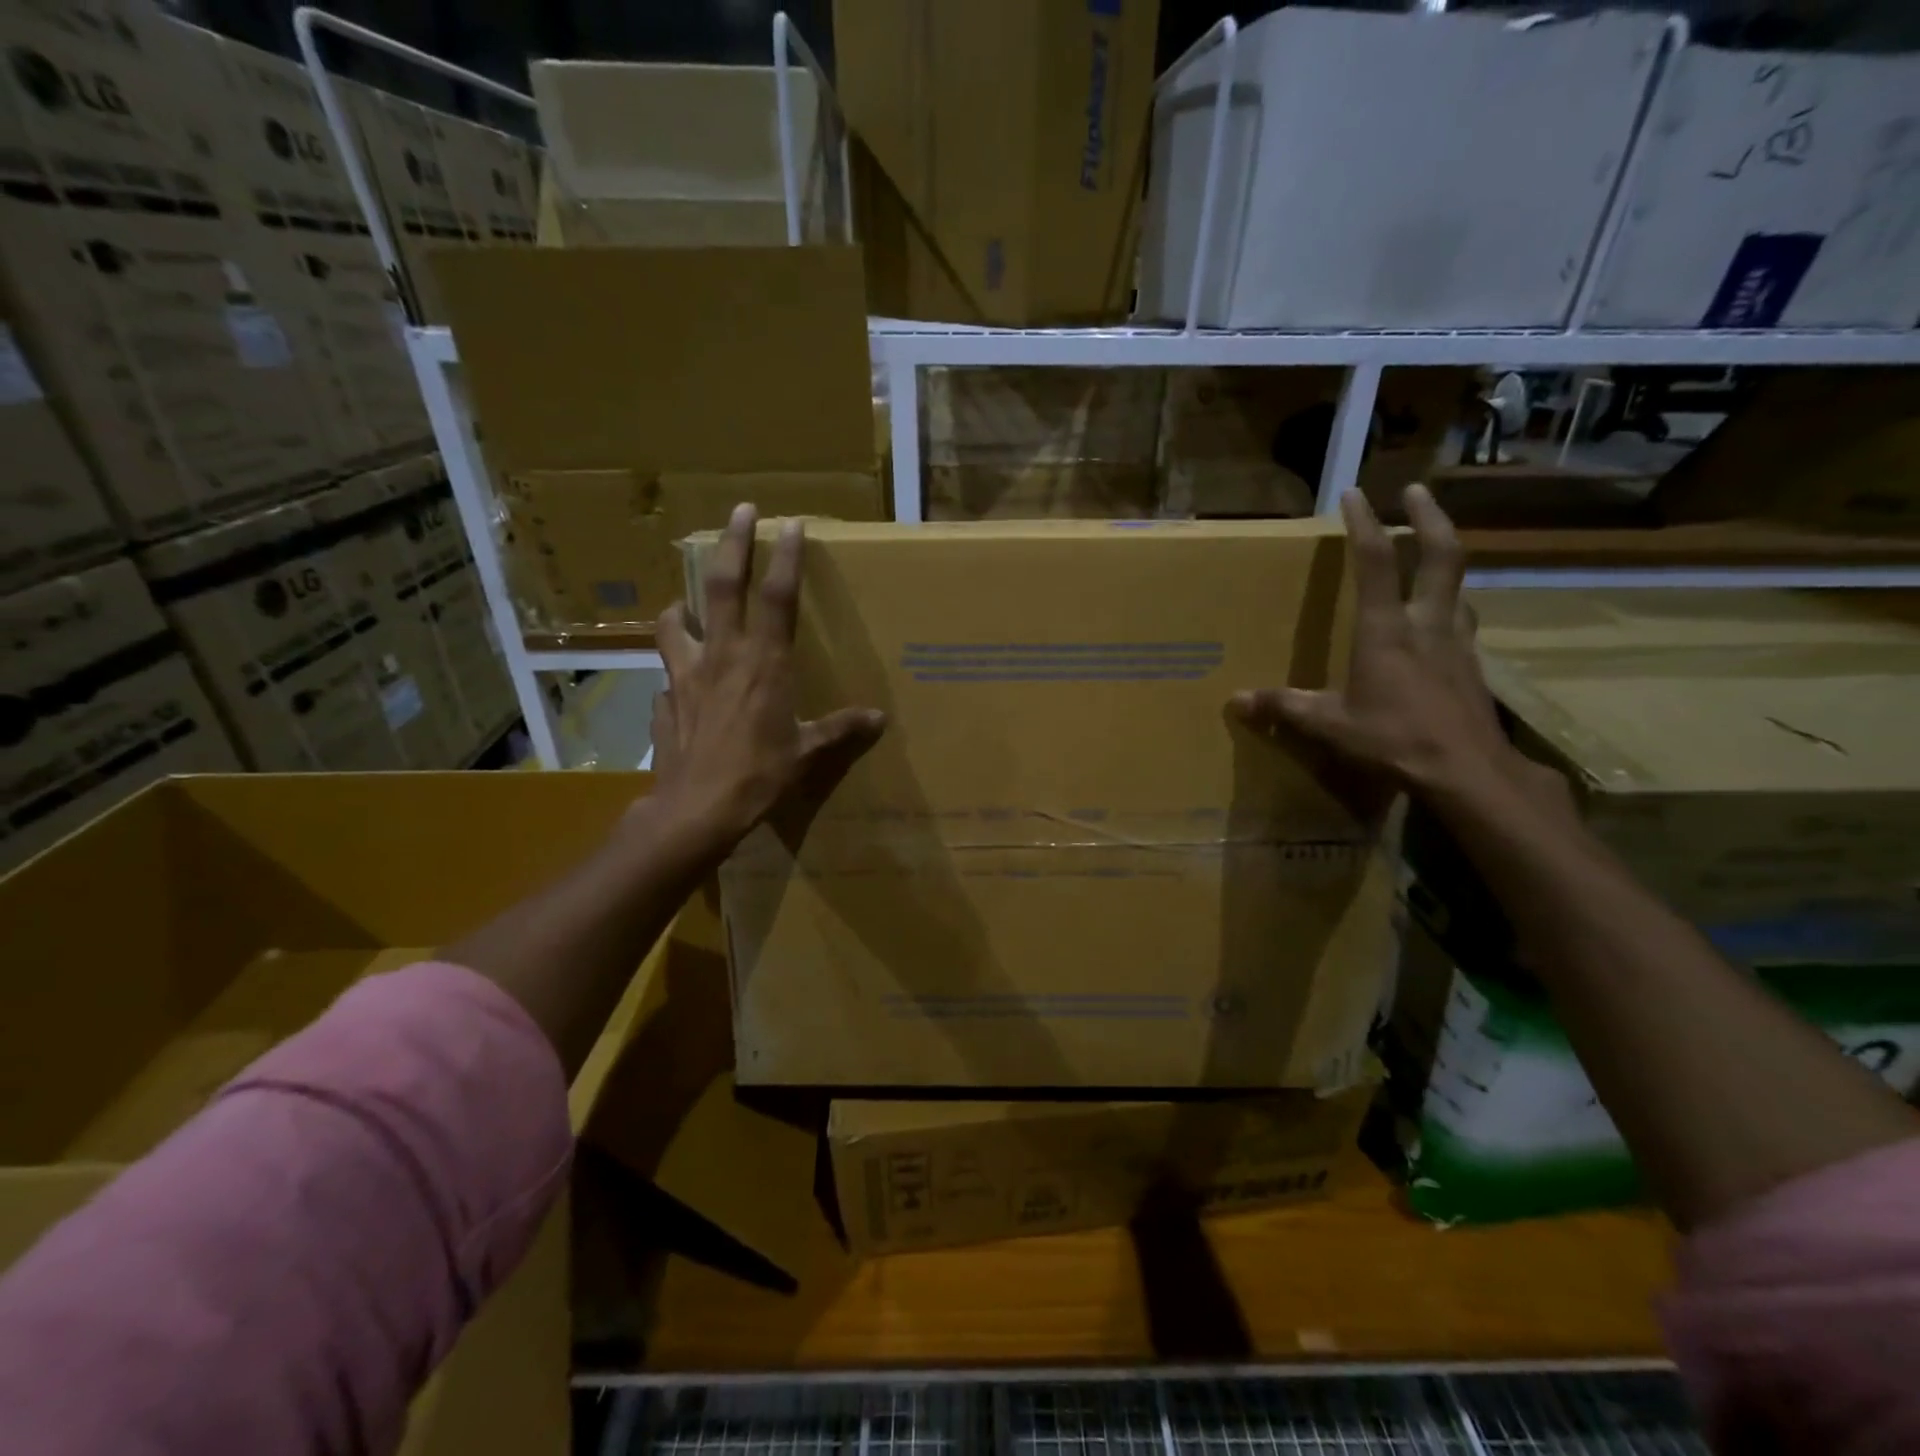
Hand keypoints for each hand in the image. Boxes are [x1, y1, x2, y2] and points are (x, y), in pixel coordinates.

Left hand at [652, 505, 885, 850]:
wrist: (697, 809)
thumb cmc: (760, 775)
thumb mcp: (807, 752)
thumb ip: (840, 729)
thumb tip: (878, 719)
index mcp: (764, 663)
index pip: (778, 597)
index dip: (787, 558)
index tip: (791, 524)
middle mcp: (723, 656)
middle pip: (724, 587)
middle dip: (732, 544)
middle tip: (739, 511)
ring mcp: (686, 675)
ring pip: (675, 622)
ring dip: (682, 606)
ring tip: (685, 605)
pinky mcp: (666, 700)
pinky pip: (667, 676)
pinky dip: (675, 671)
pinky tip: (681, 686)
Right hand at [1230, 486, 1566, 808]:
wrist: (1467, 771)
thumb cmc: (1394, 740)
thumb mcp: (1330, 725)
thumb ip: (1285, 707)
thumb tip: (1237, 701)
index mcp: (1386, 630)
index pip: (1375, 563)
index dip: (1364, 524)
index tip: (1355, 493)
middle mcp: (1427, 624)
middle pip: (1440, 556)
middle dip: (1429, 518)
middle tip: (1417, 491)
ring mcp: (1457, 643)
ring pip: (1458, 587)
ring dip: (1445, 561)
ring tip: (1432, 554)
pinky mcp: (1473, 666)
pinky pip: (1463, 622)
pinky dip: (1452, 606)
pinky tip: (1443, 621)